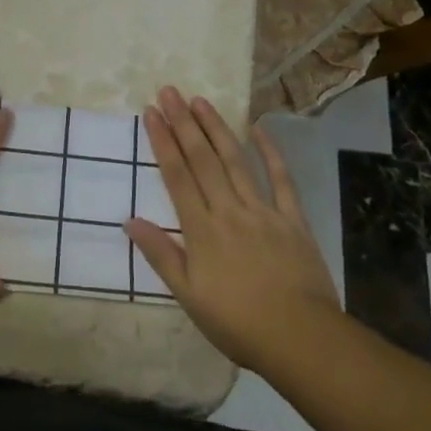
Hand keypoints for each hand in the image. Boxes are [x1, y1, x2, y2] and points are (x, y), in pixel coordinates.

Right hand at [124, 86, 342, 372]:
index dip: (162, 141)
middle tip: (169, 91)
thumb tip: (128, 220)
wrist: (301, 340)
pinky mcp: (293, 219)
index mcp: (202, 230)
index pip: (177, 175)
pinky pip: (281, 180)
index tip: (150, 112)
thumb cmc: (239, 324)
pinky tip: (258, 129)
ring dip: (216, 128)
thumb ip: (161, 255)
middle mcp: (228, 210)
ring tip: (200, 100)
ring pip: (235, 161)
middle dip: (183, 123)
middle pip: (202, 159)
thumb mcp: (189, 297)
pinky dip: (269, 153)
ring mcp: (263, 211)